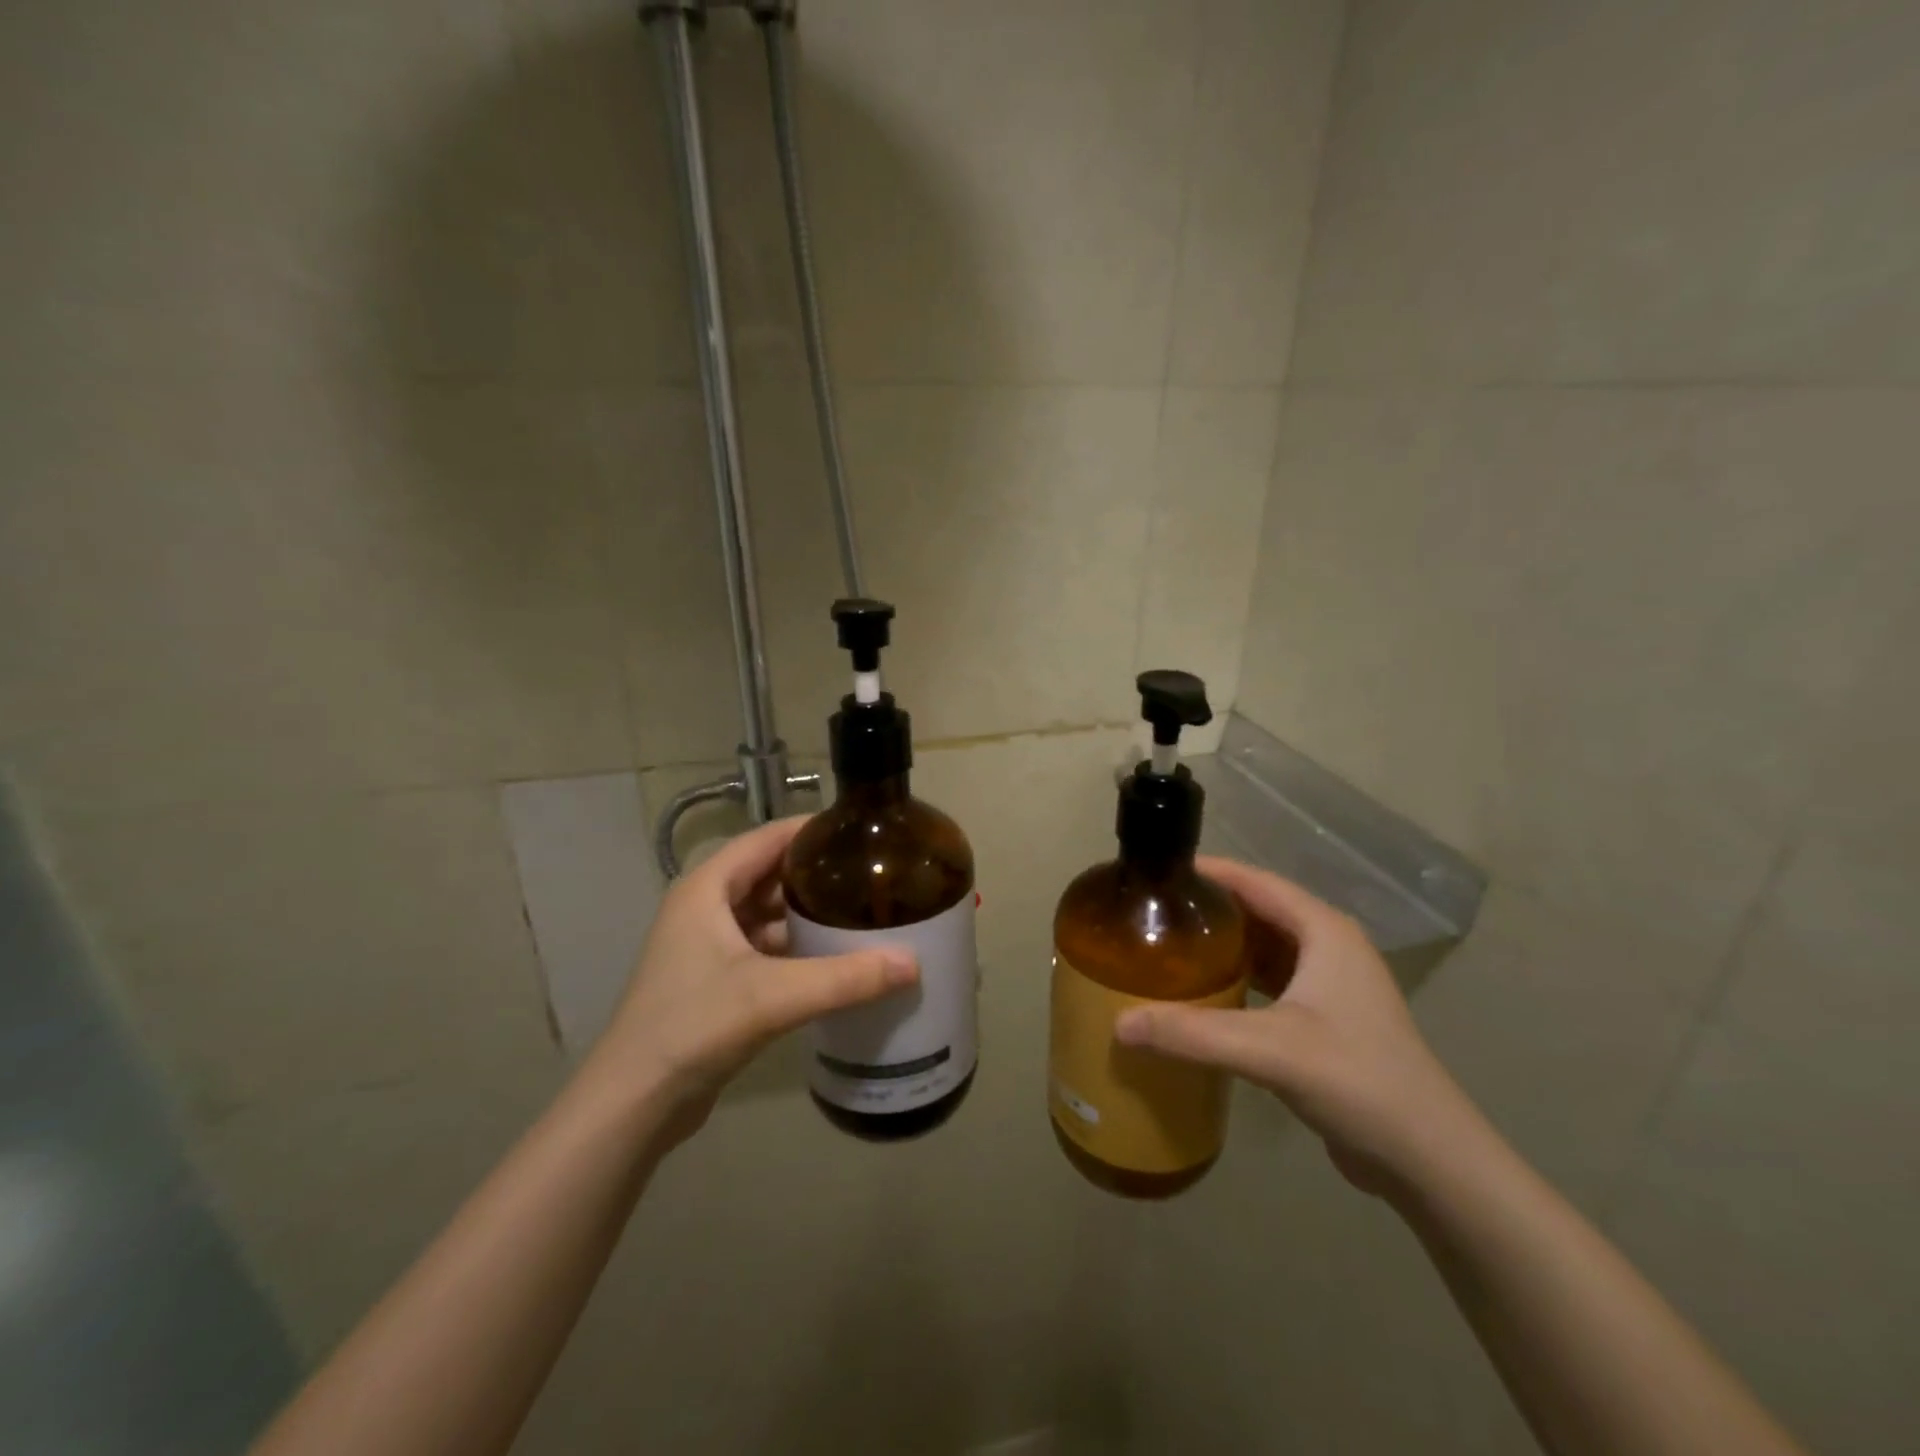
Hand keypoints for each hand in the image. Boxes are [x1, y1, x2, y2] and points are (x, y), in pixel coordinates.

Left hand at [583, 816, 917, 1144]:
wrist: (633, 1104)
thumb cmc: (693, 1027)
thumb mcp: (773, 996)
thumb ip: (845, 978)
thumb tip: (914, 963)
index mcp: (708, 888)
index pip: (768, 838)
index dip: (813, 831)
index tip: (862, 832)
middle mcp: (705, 906)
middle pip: (771, 874)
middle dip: (818, 875)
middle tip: (873, 876)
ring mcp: (707, 945)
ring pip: (769, 913)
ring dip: (808, 915)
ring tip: (862, 914)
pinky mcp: (715, 979)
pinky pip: (765, 947)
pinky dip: (797, 948)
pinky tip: (834, 960)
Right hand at [1115, 856, 1483, 1195]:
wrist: (1429, 1160)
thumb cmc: (1358, 1081)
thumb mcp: (1270, 1051)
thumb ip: (1193, 1033)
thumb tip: (1118, 1024)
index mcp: (1324, 930)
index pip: (1256, 881)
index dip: (1208, 872)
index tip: (1157, 872)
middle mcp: (1329, 946)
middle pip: (1257, 910)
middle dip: (1208, 909)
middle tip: (1151, 913)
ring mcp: (1331, 984)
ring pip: (1264, 947)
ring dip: (1222, 945)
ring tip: (1167, 947)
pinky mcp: (1326, 1018)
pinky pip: (1270, 980)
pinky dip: (1237, 979)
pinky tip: (1202, 994)